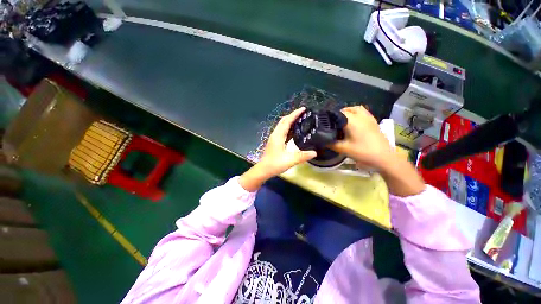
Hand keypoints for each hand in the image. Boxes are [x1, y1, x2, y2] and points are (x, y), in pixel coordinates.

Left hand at [239, 107, 316, 191]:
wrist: (263, 170)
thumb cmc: (274, 164)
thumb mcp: (290, 160)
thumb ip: (302, 156)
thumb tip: (315, 153)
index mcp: (278, 136)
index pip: (287, 121)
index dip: (295, 114)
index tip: (303, 109)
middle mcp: (276, 135)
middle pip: (284, 121)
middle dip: (293, 116)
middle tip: (303, 114)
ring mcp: (274, 138)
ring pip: (283, 126)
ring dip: (291, 122)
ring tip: (301, 121)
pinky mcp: (275, 143)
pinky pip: (283, 132)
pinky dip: (289, 129)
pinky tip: (295, 132)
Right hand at [330, 106, 393, 169]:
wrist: (384, 157)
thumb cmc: (362, 151)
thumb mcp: (343, 149)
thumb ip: (330, 143)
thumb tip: (322, 140)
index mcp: (352, 120)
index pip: (337, 113)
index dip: (330, 117)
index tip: (324, 124)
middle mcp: (360, 116)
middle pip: (347, 109)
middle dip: (338, 114)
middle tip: (332, 124)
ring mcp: (369, 117)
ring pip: (356, 109)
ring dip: (348, 112)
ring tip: (342, 121)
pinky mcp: (374, 121)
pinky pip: (363, 112)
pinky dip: (356, 114)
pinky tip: (354, 124)